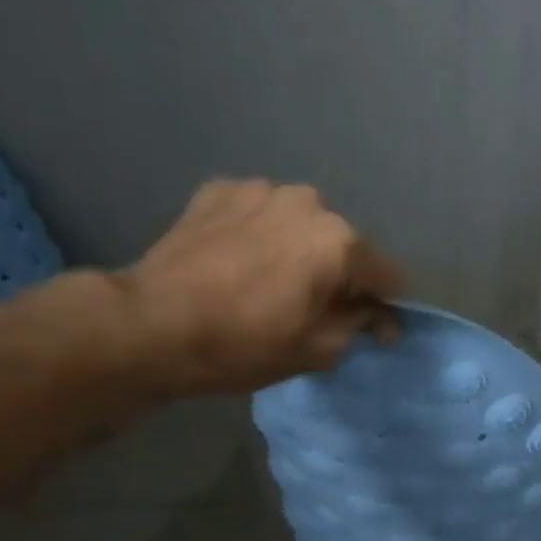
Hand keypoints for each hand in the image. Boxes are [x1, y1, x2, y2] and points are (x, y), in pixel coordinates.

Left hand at [124, 179, 404, 394]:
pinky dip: (258, 235)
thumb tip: (379, 316)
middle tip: (311, 308)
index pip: (387, 274)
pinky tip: (236, 262)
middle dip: (337, 275)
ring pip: (299, 224)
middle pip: (342, 244)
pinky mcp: (220, 190)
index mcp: (340, 242)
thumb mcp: (316, 350)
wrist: (154, 325)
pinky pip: (258, 214)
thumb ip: (360, 326)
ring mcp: (261, 190)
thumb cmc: (244, 345)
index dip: (385, 306)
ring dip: (296, 250)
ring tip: (268, 281)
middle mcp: (309, 202)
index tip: (371, 330)